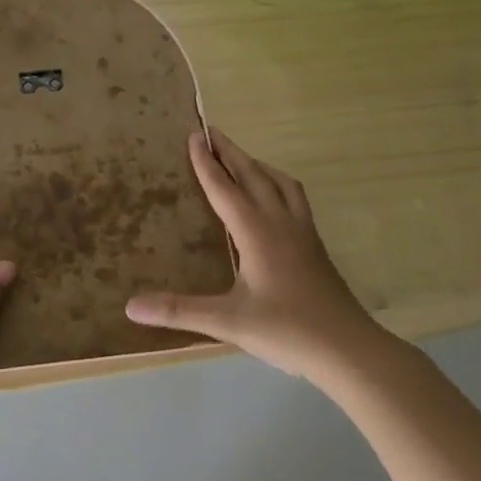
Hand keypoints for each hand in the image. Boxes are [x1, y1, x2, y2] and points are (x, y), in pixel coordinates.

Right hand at [126, 130, 382, 385]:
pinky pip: (295, 199)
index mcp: (257, 232)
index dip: (206, 163)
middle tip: (212, 132)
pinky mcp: (316, 246)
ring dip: (258, 165)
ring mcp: (303, 233)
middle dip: (231, 152)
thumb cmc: (287, 330)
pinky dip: (278, 185)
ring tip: (241, 159)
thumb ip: (179, 311)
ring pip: (281, 183)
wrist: (349, 348)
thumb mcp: (228, 321)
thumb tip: (131, 306)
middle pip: (254, 175)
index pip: (225, 188)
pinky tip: (274, 201)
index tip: (194, 135)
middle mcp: (281, 222)